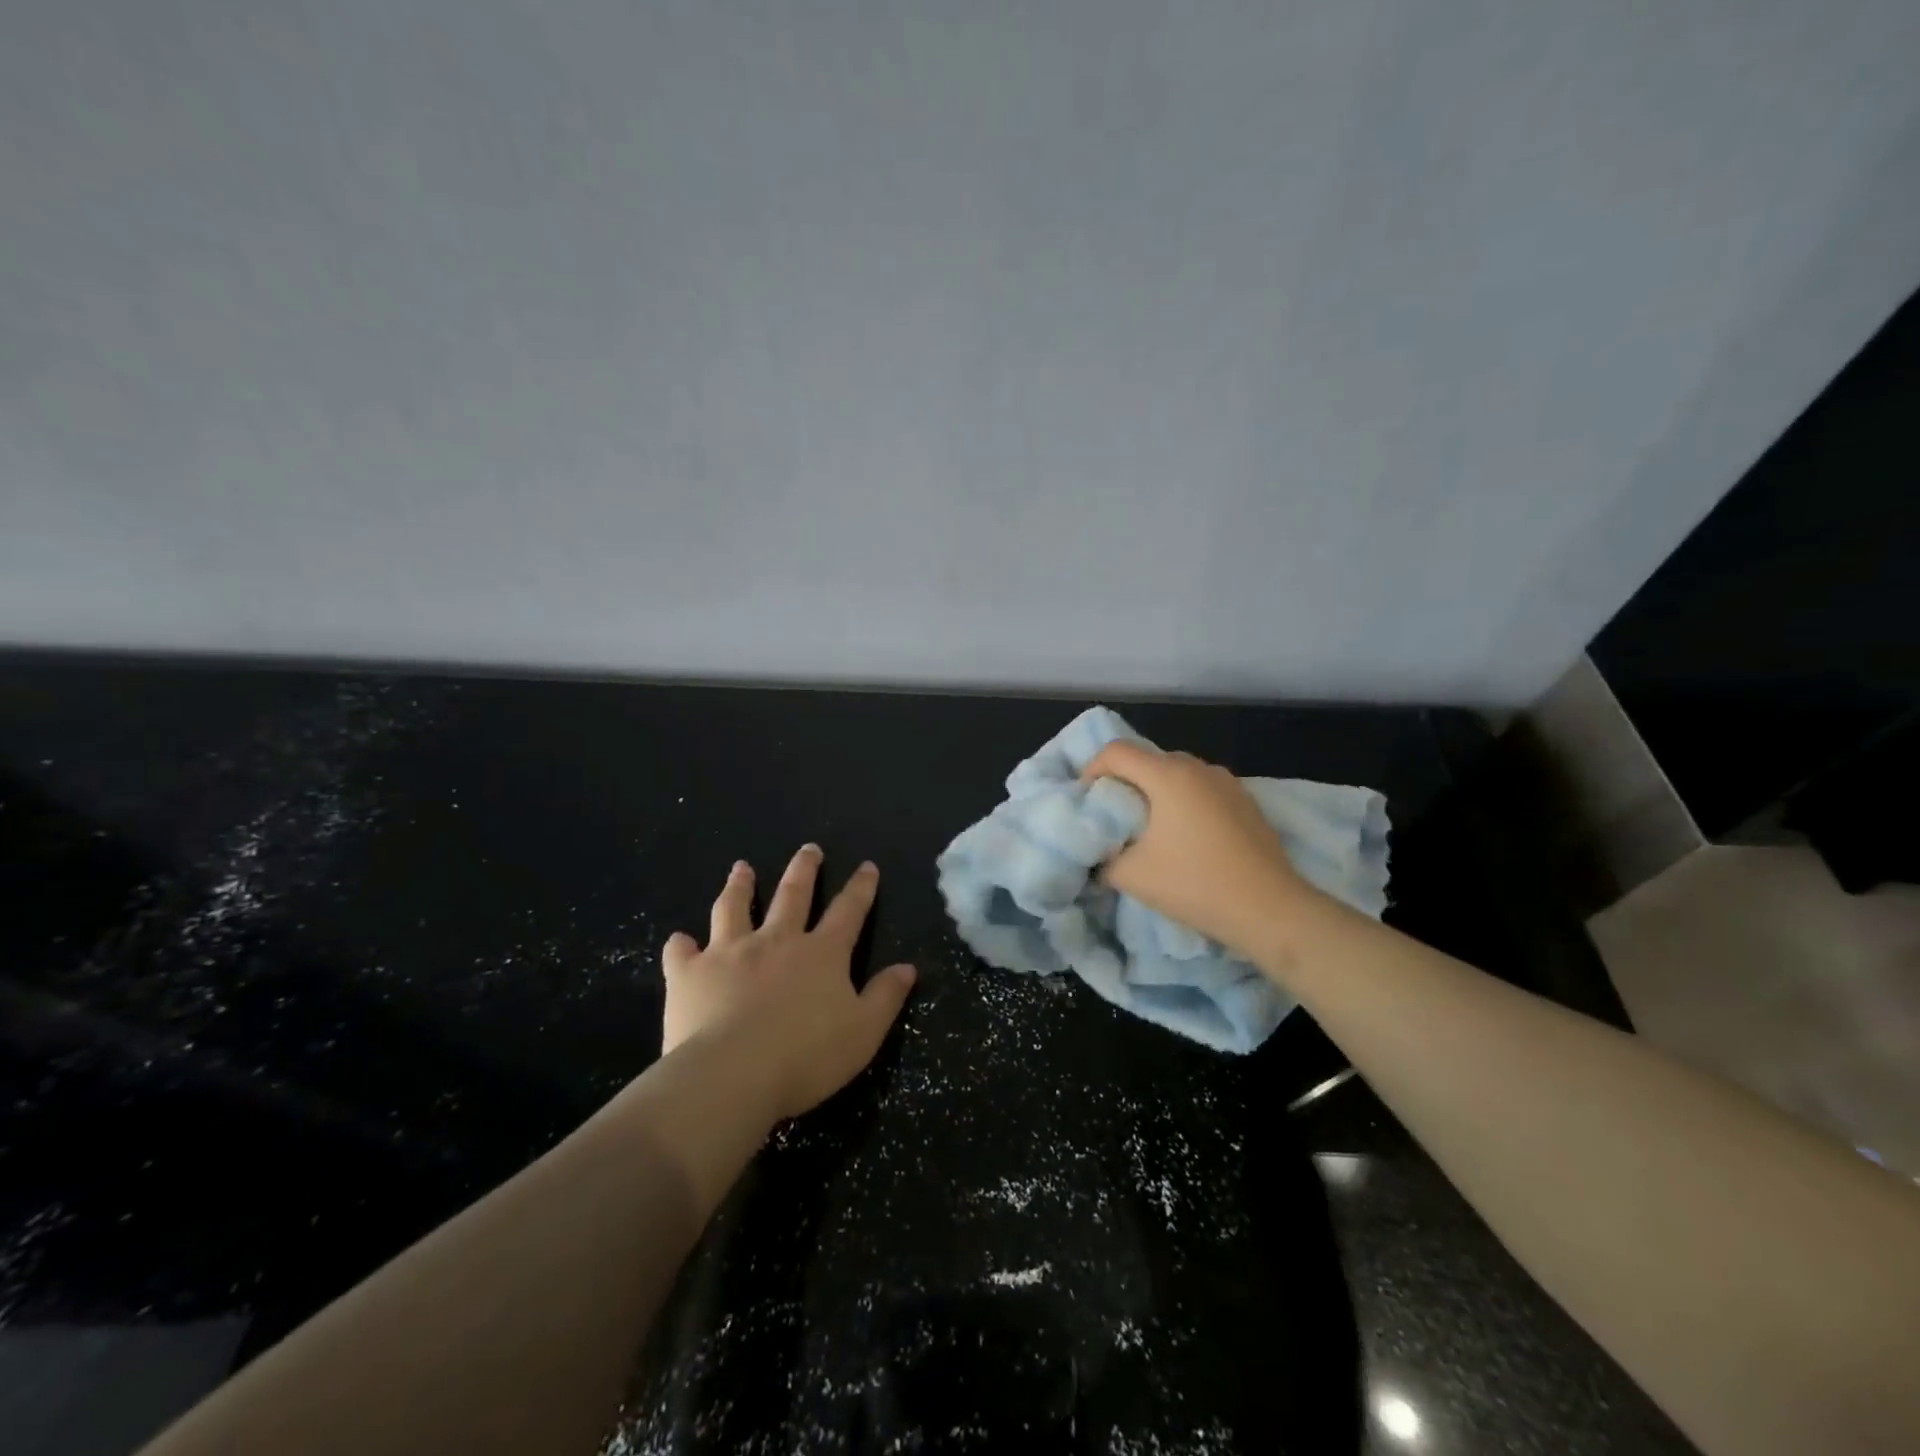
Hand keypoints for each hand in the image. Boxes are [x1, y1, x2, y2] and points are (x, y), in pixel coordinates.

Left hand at [661, 845, 916, 1120]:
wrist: (732, 1075)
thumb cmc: (806, 1057)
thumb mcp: (863, 1032)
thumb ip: (885, 997)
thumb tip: (908, 967)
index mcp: (821, 953)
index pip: (848, 911)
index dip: (860, 888)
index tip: (866, 866)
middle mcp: (776, 940)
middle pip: (793, 895)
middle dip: (804, 870)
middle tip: (809, 849)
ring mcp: (729, 952)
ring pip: (735, 908)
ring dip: (740, 885)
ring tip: (741, 867)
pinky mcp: (690, 974)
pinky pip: (682, 952)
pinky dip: (681, 945)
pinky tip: (680, 940)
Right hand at [1080, 742, 1318, 962]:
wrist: (1270, 909)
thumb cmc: (1195, 884)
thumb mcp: (1132, 876)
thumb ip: (1103, 858)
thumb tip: (1098, 854)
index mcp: (1168, 775)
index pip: (1116, 752)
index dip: (1092, 770)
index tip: (1087, 802)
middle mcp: (1198, 767)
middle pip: (1147, 760)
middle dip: (1124, 783)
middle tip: (1114, 818)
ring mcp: (1227, 782)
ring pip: (1177, 775)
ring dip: (1155, 793)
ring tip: (1150, 830)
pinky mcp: (1246, 801)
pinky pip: (1202, 790)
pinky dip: (1184, 803)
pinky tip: (1187, 840)